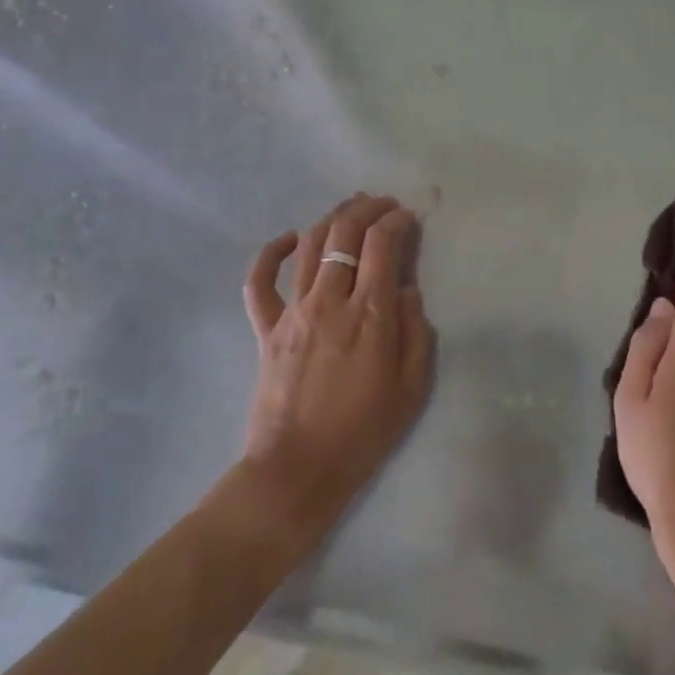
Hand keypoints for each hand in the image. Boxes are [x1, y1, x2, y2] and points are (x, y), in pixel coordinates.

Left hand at [233, 193, 430, 534]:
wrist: (297, 470)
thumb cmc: (364, 432)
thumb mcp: (412, 387)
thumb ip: (415, 330)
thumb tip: (405, 289)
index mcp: (369, 315)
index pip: (382, 245)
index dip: (398, 221)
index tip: (410, 217)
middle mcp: (329, 301)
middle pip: (344, 233)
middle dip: (367, 208)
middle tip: (384, 204)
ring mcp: (293, 312)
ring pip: (308, 245)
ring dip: (331, 218)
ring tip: (350, 210)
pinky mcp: (266, 329)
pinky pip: (259, 281)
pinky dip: (270, 253)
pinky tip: (288, 239)